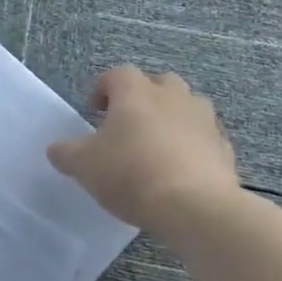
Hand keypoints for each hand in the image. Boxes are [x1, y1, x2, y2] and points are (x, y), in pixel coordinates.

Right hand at [46, 66, 241, 232]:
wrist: (193, 206)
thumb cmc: (130, 174)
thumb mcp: (83, 165)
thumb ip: (66, 153)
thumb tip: (57, 149)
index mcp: (136, 93)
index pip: (118, 74)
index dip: (103, 88)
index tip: (94, 109)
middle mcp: (174, 97)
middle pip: (159, 83)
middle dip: (144, 97)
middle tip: (128, 123)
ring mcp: (204, 121)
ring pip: (187, 108)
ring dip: (172, 119)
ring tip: (156, 146)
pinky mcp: (224, 149)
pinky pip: (204, 139)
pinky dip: (192, 147)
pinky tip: (179, 171)